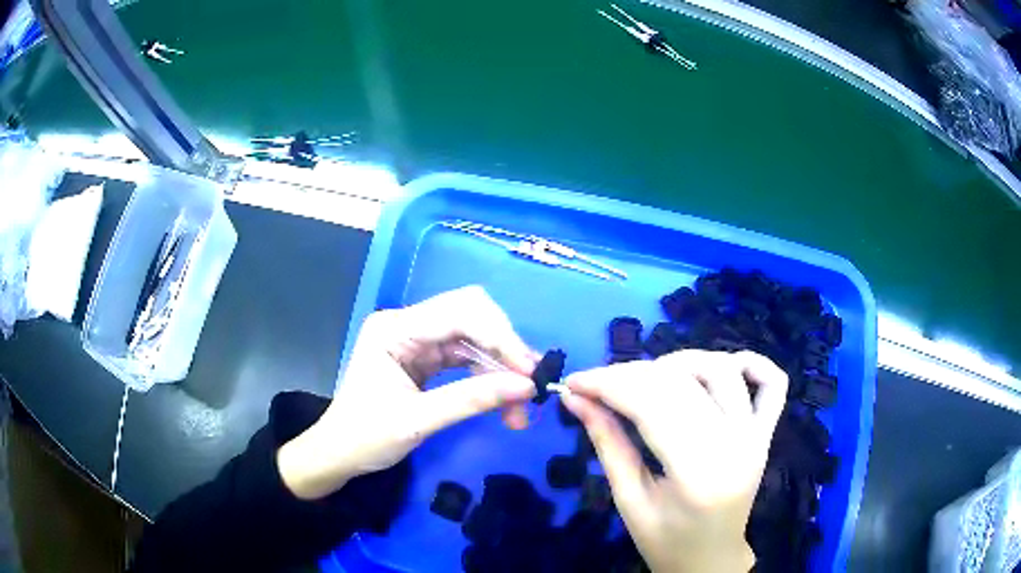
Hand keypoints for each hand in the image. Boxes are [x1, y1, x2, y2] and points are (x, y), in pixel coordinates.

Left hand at [278, 286, 537, 499]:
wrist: (339, 455)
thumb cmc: (366, 438)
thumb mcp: (417, 421)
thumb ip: (471, 400)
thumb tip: (527, 387)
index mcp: (394, 329)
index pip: (459, 314)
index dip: (499, 338)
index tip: (529, 372)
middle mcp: (407, 325)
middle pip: (471, 315)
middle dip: (504, 349)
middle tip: (528, 385)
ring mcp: (417, 340)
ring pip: (475, 338)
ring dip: (501, 369)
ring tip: (520, 408)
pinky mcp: (426, 359)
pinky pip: (468, 358)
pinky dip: (489, 377)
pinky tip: (504, 401)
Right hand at [562, 350, 787, 572]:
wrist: (711, 558)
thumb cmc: (665, 541)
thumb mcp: (628, 500)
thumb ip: (607, 444)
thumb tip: (576, 399)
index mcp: (697, 474)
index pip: (652, 405)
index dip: (608, 384)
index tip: (575, 381)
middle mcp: (735, 445)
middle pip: (682, 383)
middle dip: (630, 374)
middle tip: (597, 383)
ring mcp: (757, 435)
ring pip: (723, 370)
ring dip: (679, 363)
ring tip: (648, 380)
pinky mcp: (767, 432)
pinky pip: (773, 382)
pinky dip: (751, 362)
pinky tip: (719, 368)